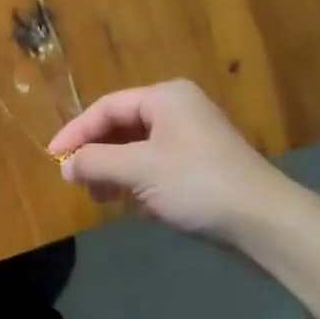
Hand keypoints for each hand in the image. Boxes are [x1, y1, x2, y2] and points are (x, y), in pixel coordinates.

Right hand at [47, 80, 311, 244]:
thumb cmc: (197, 184)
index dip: (76, 132)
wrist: (266, 221)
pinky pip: (157, 164)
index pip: (106, 107)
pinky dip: (139, 180)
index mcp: (165, 97)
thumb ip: (96, 162)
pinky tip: (134, 205)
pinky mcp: (203, 164)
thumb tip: (66, 166)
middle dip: (97, 154)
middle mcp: (179, 109)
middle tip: (76, 180)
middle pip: (122, 126)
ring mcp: (193, 136)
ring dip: (115, 170)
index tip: (53, 157)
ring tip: (101, 197)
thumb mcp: (139, 170)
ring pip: (138, 148)